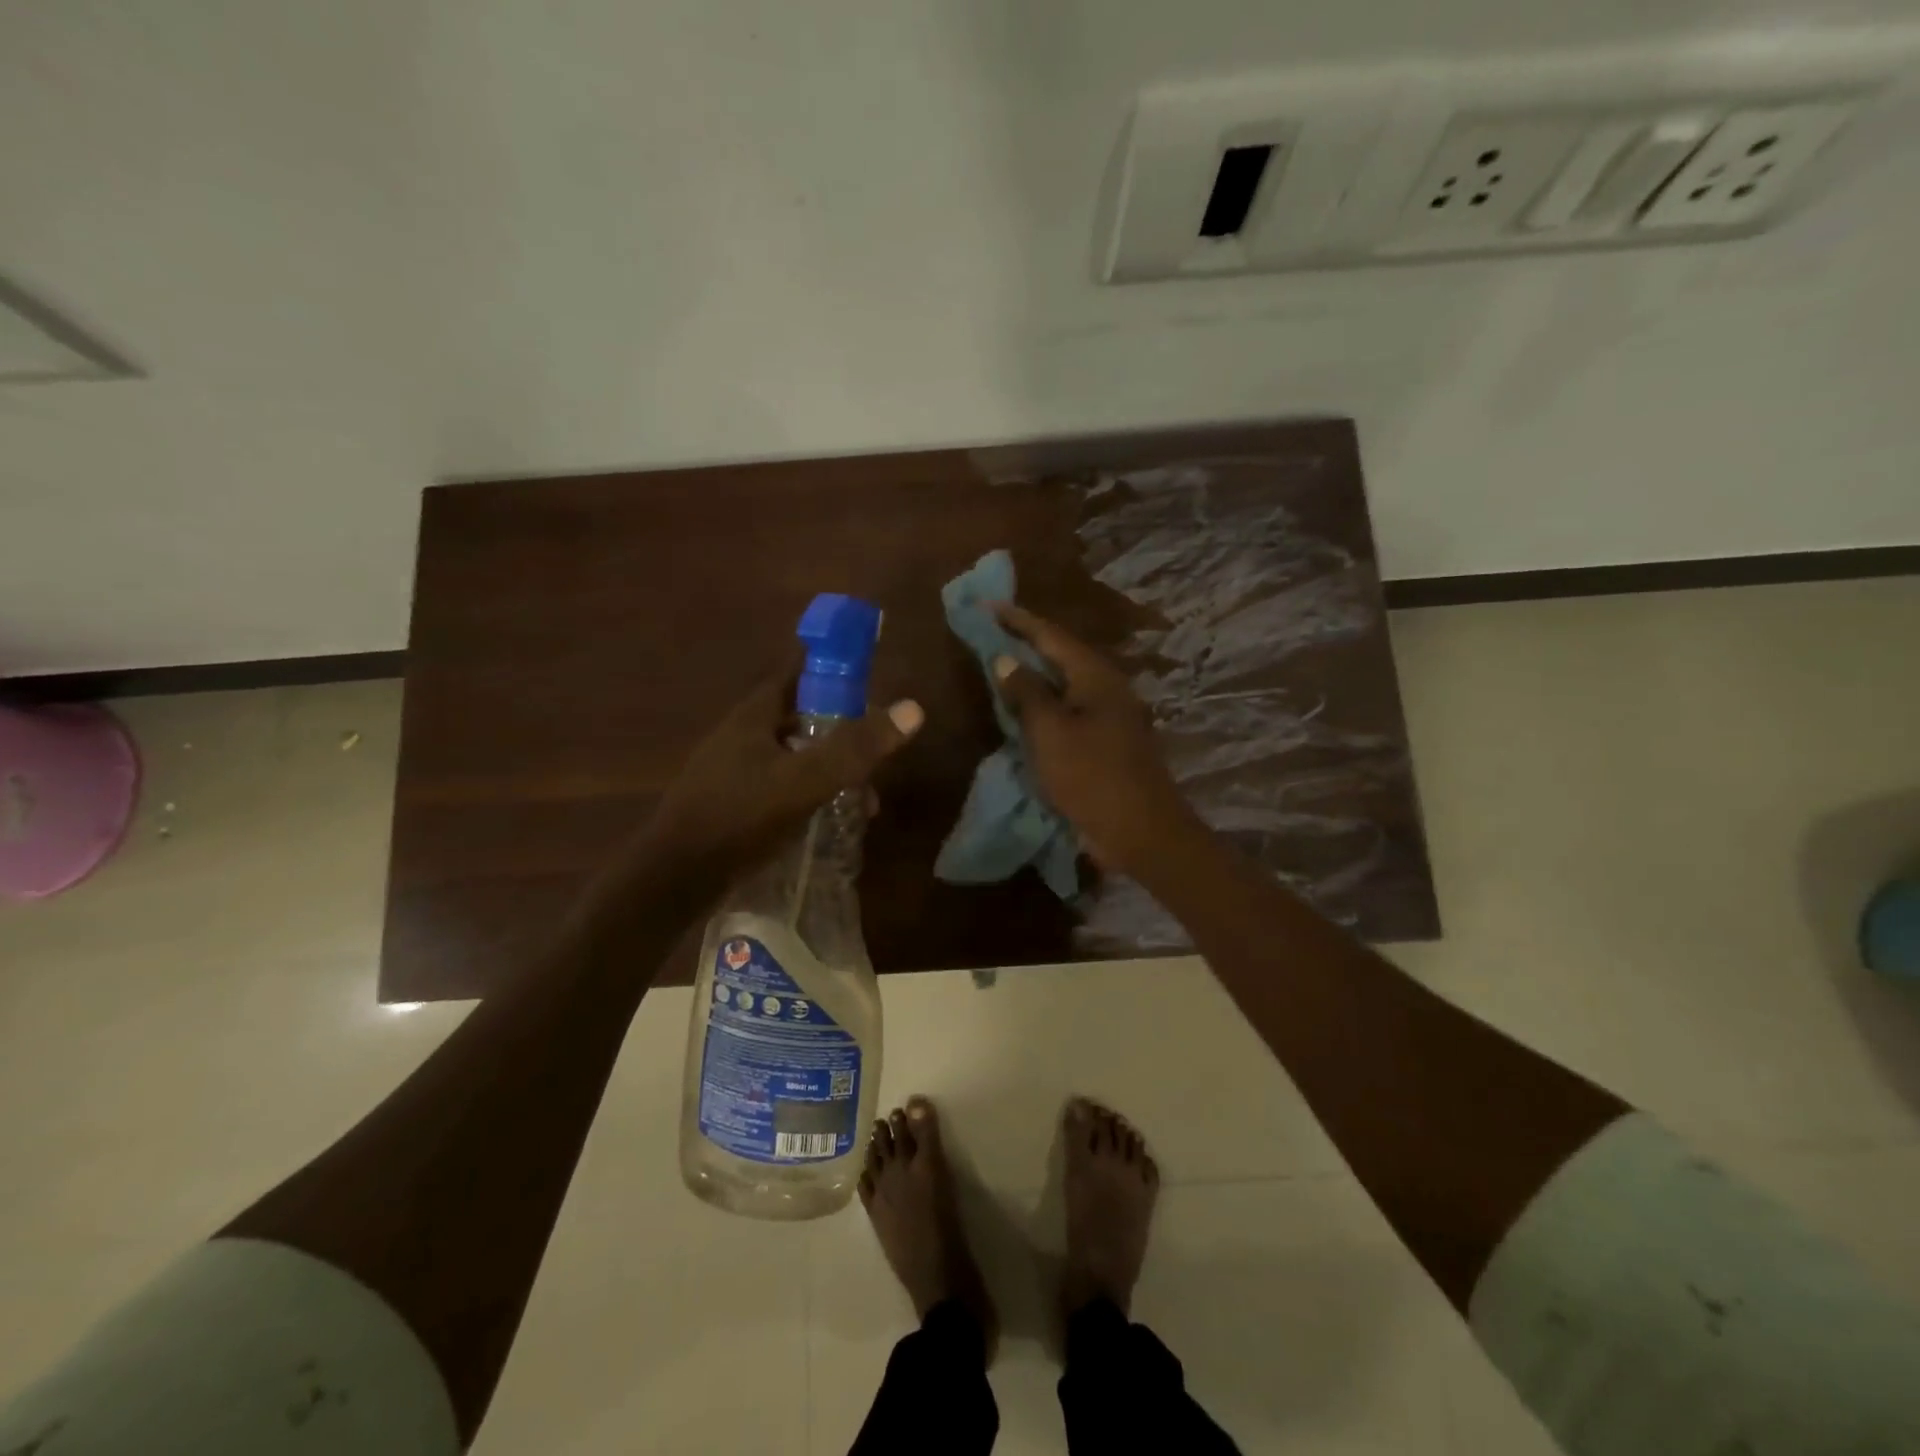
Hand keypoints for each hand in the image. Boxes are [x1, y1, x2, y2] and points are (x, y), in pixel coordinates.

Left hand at [634, 660, 922, 892]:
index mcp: (754, 716)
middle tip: (875, 759)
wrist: (675, 878)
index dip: (834, 672)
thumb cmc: (740, 816)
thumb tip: (913, 709)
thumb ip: (856, 747)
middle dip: (843, 736)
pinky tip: (829, 824)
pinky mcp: (733, 803)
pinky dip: (810, 796)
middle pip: (802, 720)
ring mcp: (734, 771)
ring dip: (830, 773)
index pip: (798, 674)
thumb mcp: (805, 780)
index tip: (871, 686)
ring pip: (795, 758)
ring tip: (862, 805)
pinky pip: (782, 787)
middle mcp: (742, 735)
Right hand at [991, 604, 1202, 880]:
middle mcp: (1107, 687)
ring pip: (1066, 685)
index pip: (1051, 635)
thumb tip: (1006, 659)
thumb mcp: (1049, 731)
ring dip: (1035, 676)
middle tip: (991, 633)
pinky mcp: (1109, 742)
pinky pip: (1071, 711)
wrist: (1141, 831)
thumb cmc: (1091, 776)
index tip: (987, 605)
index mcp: (1095, 675)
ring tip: (1003, 667)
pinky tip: (1027, 711)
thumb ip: (1026, 692)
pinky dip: (1046, 705)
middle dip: (1026, 644)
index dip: (1017, 620)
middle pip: (1061, 656)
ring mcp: (1111, 716)